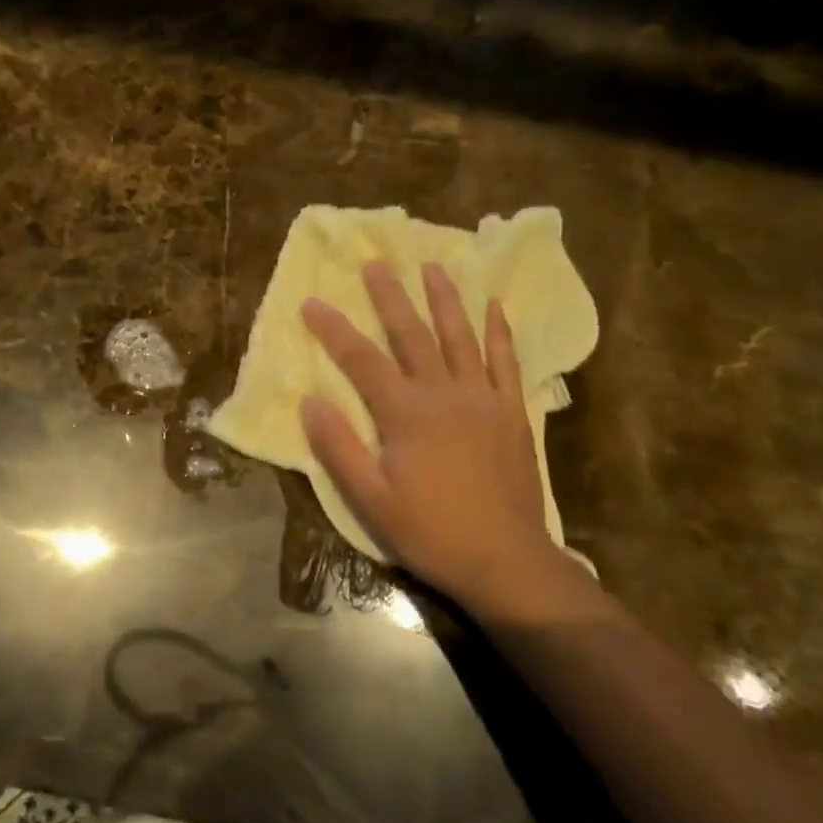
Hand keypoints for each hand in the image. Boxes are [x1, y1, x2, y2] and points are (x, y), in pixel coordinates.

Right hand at [300, 261, 579, 619]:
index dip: (333, 329)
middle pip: (412, 334)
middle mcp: (444, 393)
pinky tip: (495, 306)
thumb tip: (310, 402)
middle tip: (375, 262)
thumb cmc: (430, 531)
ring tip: (432, 265)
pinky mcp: (512, 412)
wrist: (505, 560)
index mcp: (405, 413)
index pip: (361, 360)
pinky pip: (506, 362)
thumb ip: (338, 448)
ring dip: (444, 298)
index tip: (311, 301)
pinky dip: (500, 332)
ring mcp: (483, 399)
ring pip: (460, 336)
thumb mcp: (370, 500)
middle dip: (390, 296)